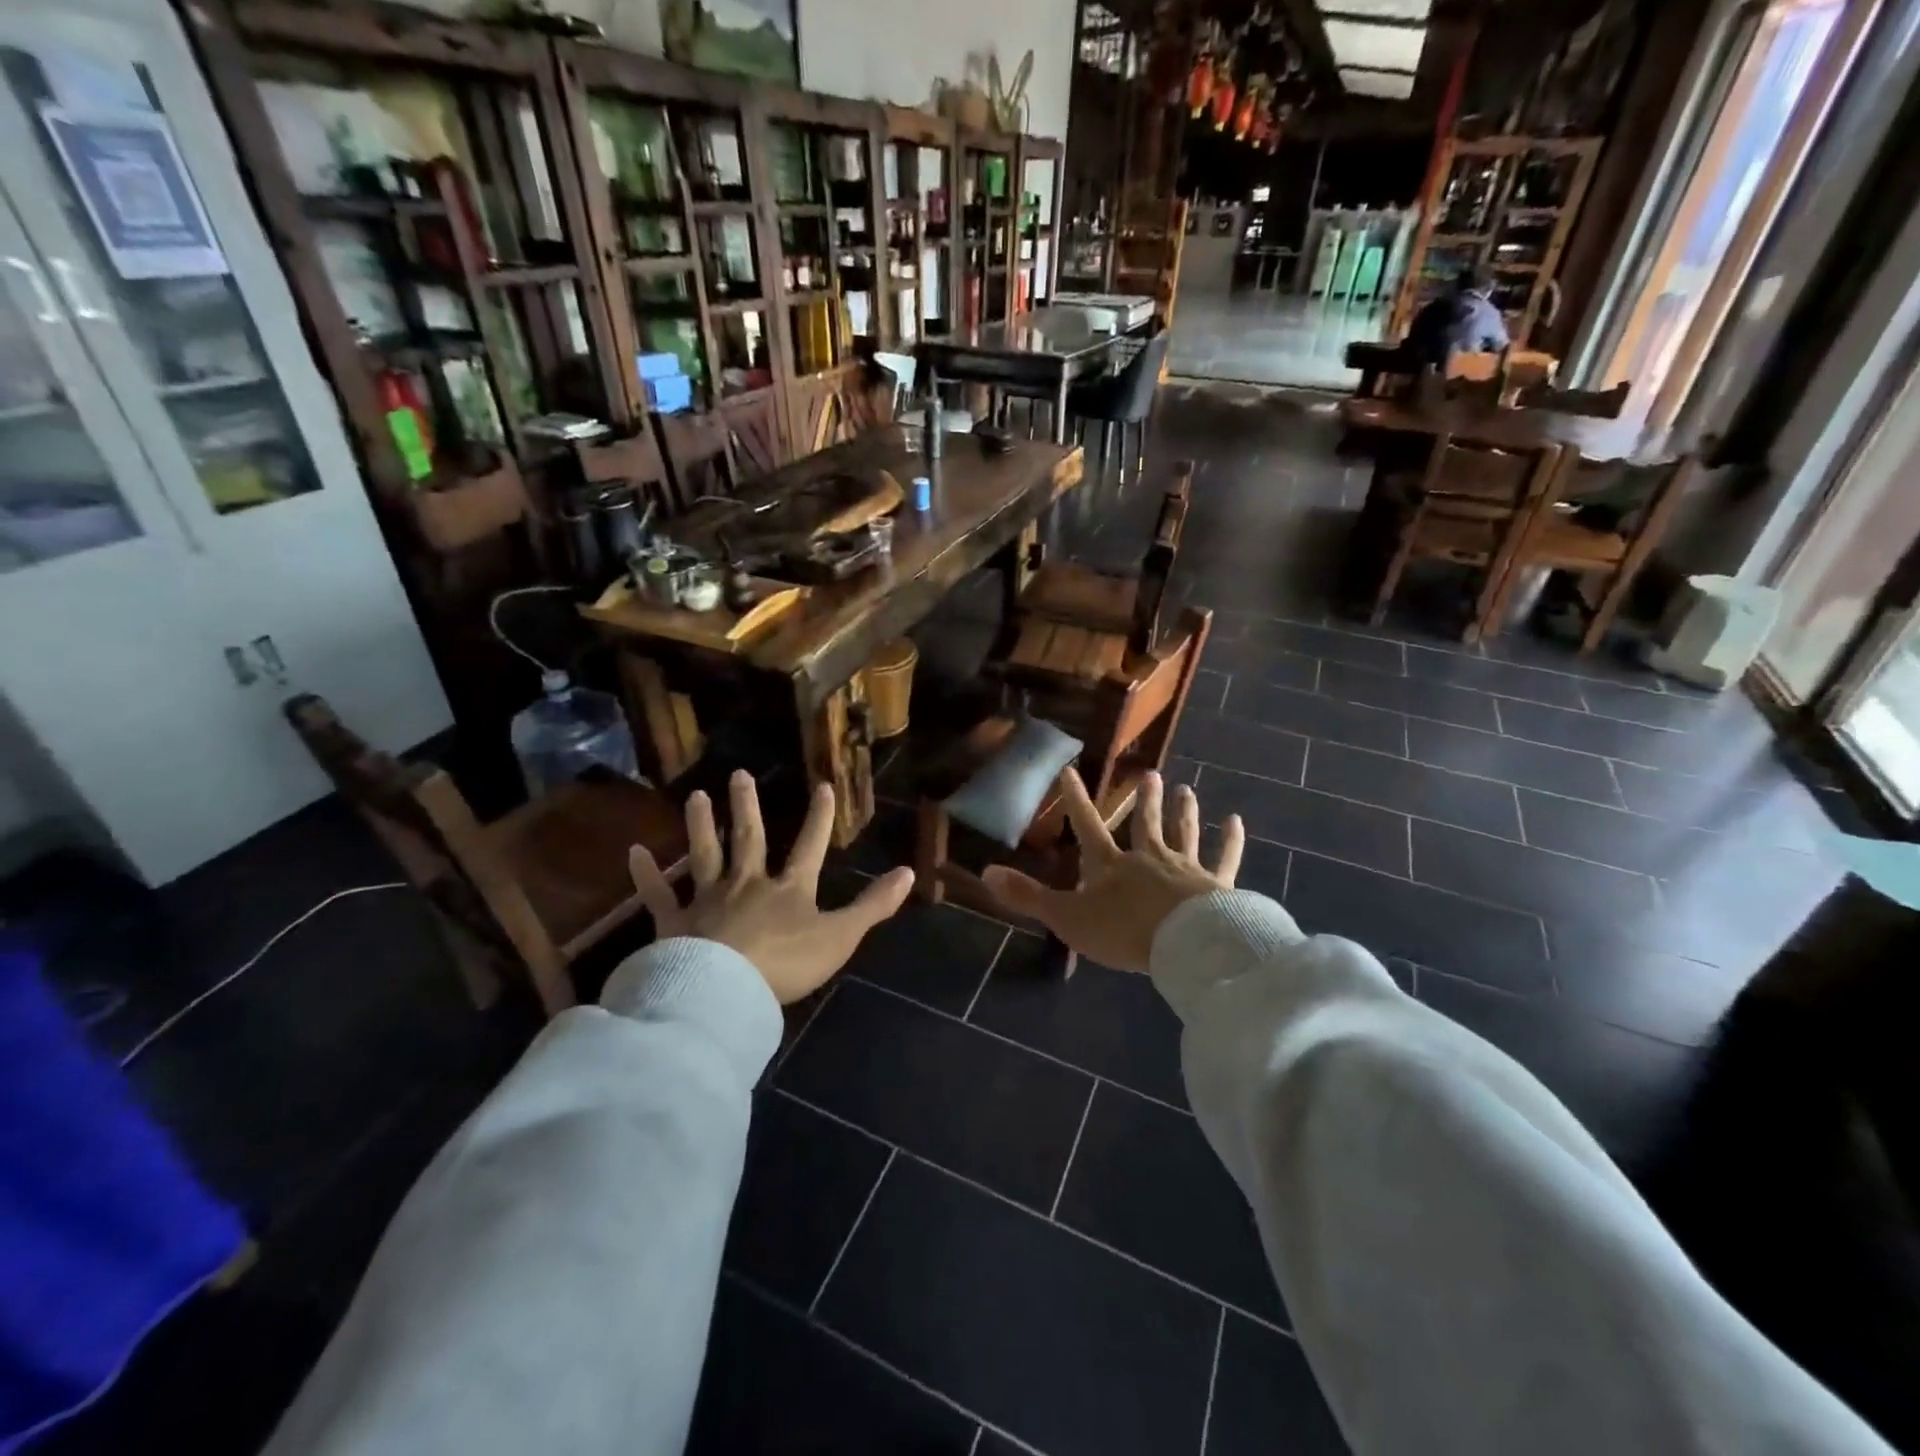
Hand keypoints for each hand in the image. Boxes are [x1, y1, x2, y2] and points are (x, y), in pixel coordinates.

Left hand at [629, 771, 914, 1004]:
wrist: (724, 990)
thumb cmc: (786, 963)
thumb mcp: (840, 936)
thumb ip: (873, 905)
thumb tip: (910, 872)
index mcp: (788, 889)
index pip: (810, 846)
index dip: (819, 817)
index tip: (823, 785)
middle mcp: (747, 884)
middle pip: (749, 840)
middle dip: (748, 808)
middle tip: (739, 774)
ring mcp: (708, 900)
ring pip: (705, 855)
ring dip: (702, 826)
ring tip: (696, 796)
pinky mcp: (674, 923)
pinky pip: (658, 894)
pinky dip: (646, 874)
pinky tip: (633, 851)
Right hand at [982, 769, 1242, 973]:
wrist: (1185, 946)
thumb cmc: (1123, 931)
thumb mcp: (1067, 917)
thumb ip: (1028, 897)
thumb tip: (985, 873)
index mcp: (1111, 865)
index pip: (1088, 826)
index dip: (1076, 800)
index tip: (1072, 770)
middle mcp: (1148, 857)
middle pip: (1145, 823)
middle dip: (1145, 800)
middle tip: (1151, 774)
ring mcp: (1185, 868)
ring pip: (1183, 833)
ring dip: (1183, 811)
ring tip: (1186, 788)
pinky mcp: (1217, 885)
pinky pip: (1224, 858)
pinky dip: (1230, 840)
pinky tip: (1235, 822)